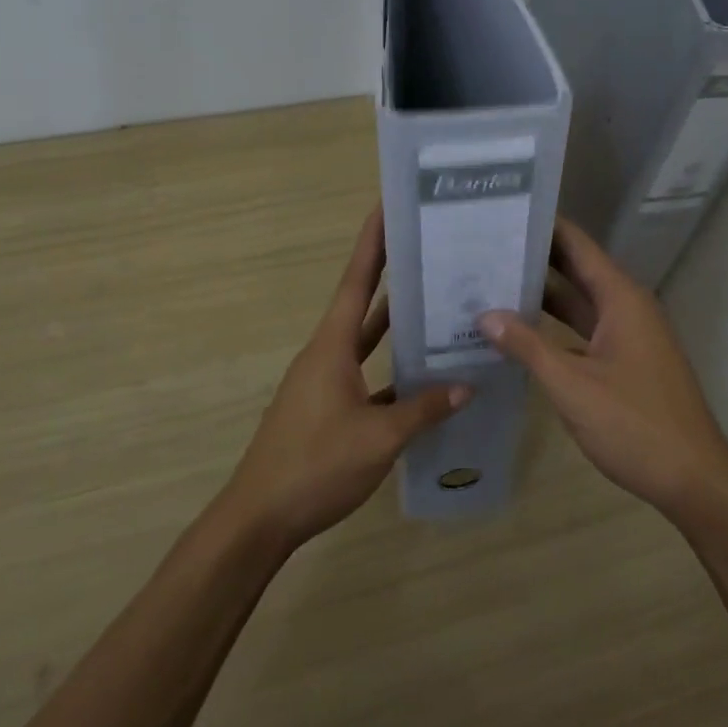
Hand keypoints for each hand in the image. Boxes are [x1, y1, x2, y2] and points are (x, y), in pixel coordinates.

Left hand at [223, 207, 467, 548]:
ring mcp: (325, 382)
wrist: (260, 519)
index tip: (387, 207)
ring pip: (366, 341)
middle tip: (428, 249)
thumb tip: (467, 386)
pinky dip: (391, 370)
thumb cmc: (315, 466)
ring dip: (395, 323)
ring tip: (435, 302)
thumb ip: (423, 410)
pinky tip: (422, 377)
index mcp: (331, 346)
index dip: (372, 243)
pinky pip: (366, 375)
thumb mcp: (379, 438)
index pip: (356, 281)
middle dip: (391, 274)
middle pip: (363, 303)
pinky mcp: (327, 408)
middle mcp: (326, 354)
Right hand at [480, 218, 727, 521]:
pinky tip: (521, 331)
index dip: (544, 226)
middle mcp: (627, 307)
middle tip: (486, 246)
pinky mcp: (626, 361)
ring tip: (493, 281)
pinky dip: (555, 327)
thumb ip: (528, 346)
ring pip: (580, 303)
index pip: (578, 245)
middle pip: (577, 269)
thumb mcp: (572, 385)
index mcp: (621, 298)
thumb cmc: (635, 424)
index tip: (504, 211)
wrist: (694, 478)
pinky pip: (585, 330)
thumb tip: (485, 314)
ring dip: (543, 295)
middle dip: (536, 258)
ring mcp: (628, 335)